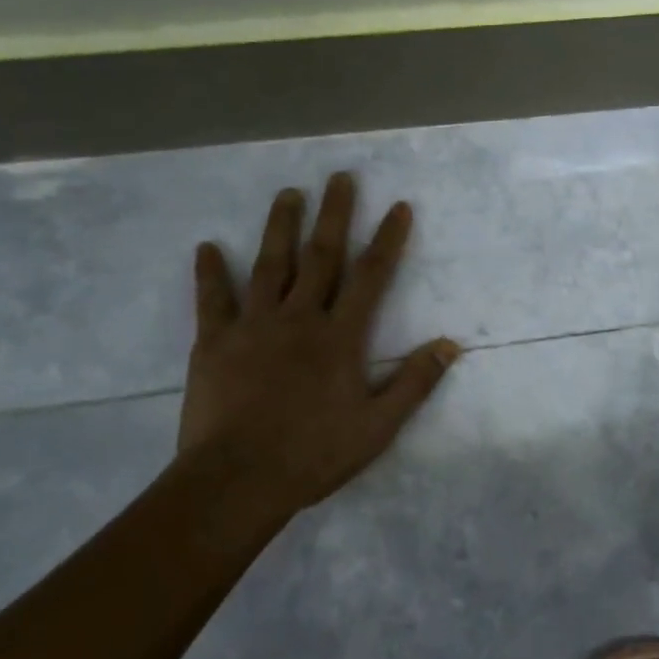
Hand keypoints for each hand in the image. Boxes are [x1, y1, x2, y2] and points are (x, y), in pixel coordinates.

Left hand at [173, 173, 460, 516]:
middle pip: (321, 256)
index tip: (398, 206)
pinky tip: (206, 246)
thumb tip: (451, 344)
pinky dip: (210, 272)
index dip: (387, 239)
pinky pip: (213, 300)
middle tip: (339, 177)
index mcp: (340, 336)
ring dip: (280, 227)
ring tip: (287, 193)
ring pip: (270, 265)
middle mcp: (300, 318)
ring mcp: (254, 326)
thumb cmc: (313, 454)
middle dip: (334, 214)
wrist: (237, 481)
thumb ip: (415, 382)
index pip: (372, 276)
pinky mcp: (215, 342)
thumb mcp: (378, 426)